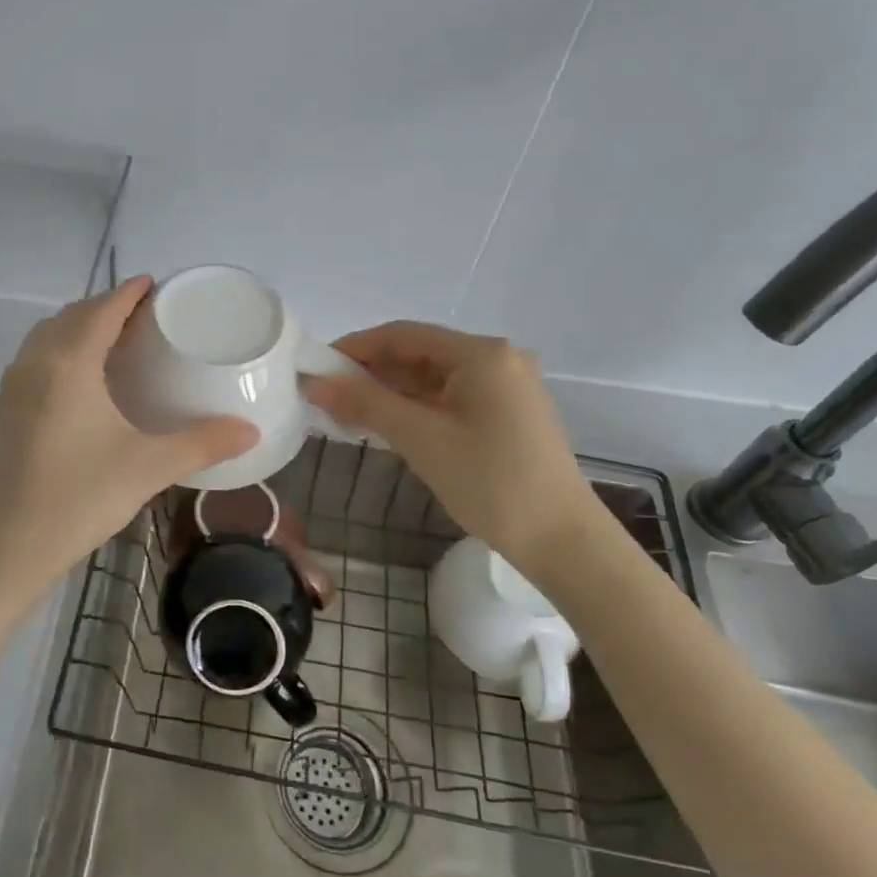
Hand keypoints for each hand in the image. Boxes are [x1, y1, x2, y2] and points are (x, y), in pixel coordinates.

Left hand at [0, 277, 257, 603]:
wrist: (9, 545)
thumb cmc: (80, 498)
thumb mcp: (148, 467)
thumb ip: (202, 443)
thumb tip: (250, 431)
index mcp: (68, 364)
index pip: (101, 310)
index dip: (129, 292)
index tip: (154, 284)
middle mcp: (35, 363)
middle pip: (72, 315)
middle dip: (107, 306)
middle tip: (145, 315)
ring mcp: (13, 385)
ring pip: (49, 335)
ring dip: (80, 325)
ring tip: (116, 339)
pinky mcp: (5, 408)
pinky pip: (36, 357)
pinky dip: (61, 347)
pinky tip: (83, 377)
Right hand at [301, 322, 600, 573]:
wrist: (562, 541)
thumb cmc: (490, 481)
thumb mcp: (420, 438)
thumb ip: (365, 403)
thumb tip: (314, 383)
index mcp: (481, 354)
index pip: (403, 335)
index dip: (354, 348)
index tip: (316, 367)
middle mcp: (497, 360)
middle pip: (418, 353)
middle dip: (370, 372)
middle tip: (326, 395)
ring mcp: (505, 388)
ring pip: (432, 378)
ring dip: (390, 392)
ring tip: (346, 411)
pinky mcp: (507, 414)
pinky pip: (449, 398)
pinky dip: (415, 407)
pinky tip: (386, 423)